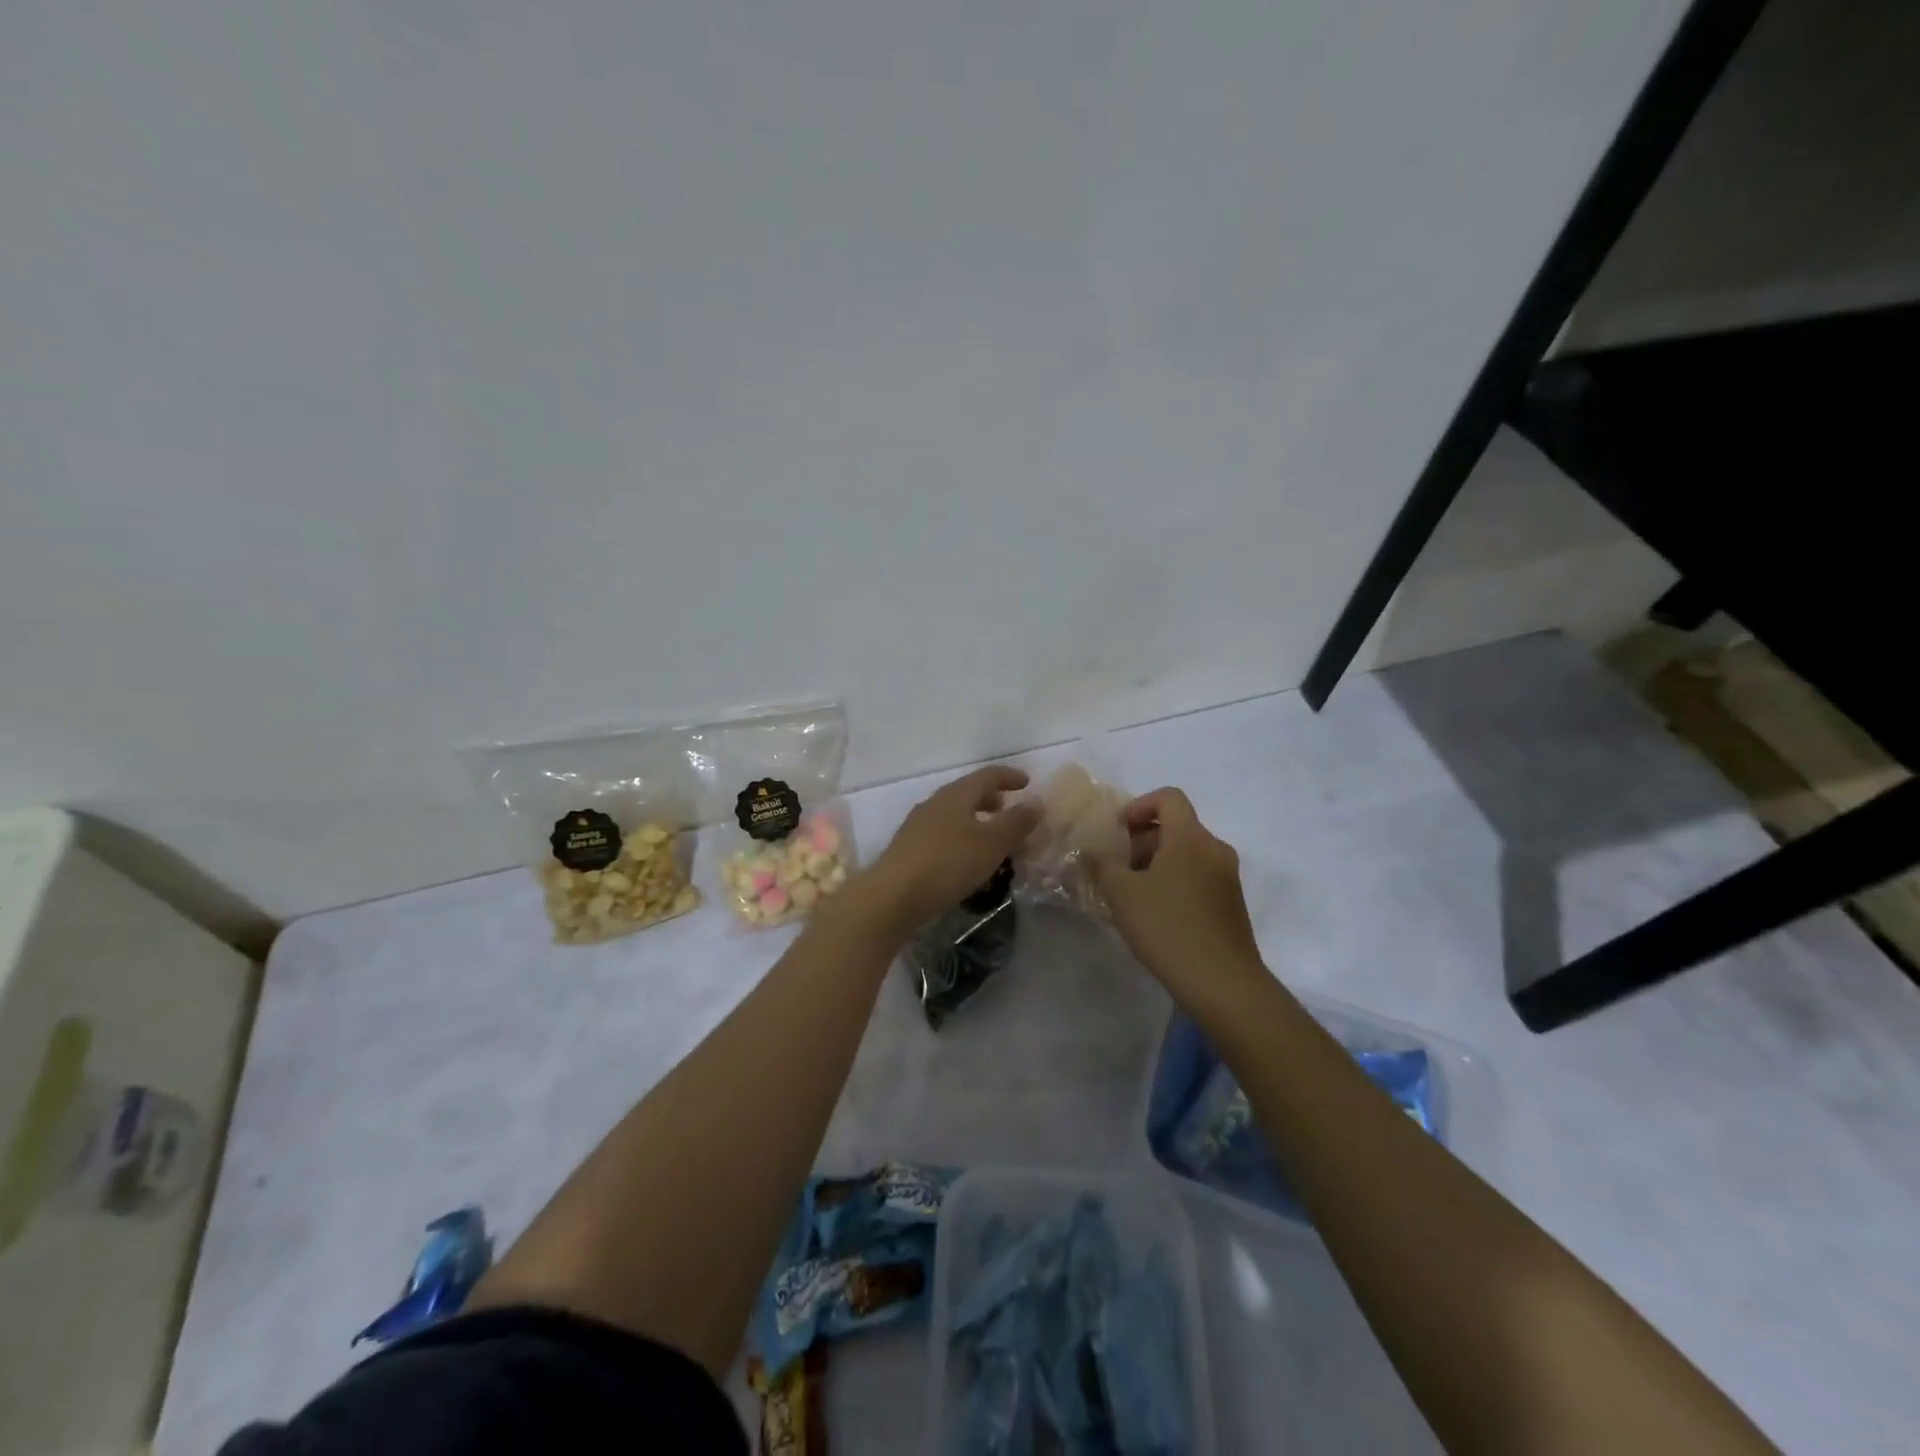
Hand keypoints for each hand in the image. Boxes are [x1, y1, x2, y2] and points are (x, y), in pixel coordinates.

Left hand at [859, 766, 1041, 931]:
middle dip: (991, 799)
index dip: (1009, 776)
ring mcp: (918, 826)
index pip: (987, 775)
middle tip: (1010, 810)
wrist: (892, 896)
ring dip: (976, 821)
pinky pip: (943, 835)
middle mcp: (935, 804)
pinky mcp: (909, 850)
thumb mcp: (991, 844)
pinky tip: (967, 861)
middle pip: (967, 793)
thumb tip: (1037, 801)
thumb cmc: (948, 863)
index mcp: (956, 795)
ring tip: (992, 839)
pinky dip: (962, 839)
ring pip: (954, 815)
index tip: (1027, 782)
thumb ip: (1016, 822)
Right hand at [1089, 788, 1264, 998]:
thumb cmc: (1168, 927)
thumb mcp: (1122, 893)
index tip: (1118, 832)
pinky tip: (1156, 914)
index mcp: (1190, 837)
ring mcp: (1227, 877)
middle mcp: (1214, 848)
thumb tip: (1090, 850)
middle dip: (1143, 840)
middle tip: (1118, 868)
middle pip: (1177, 826)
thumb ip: (1101, 864)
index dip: (1139, 806)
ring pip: (1188, 853)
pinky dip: (1175, 882)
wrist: (1223, 983)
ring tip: (1132, 894)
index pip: (1168, 797)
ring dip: (1157, 863)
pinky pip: (1199, 876)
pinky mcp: (1232, 903)